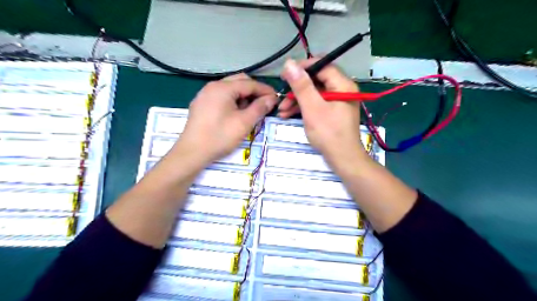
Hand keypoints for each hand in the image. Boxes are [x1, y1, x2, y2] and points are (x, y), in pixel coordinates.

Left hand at [178, 72, 276, 165]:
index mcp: (223, 88)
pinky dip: (233, 100)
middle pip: (239, 81)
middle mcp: (212, 86)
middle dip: (254, 91)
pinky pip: (221, 96)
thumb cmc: (220, 137)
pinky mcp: (201, 104)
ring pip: (230, 89)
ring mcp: (205, 95)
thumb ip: (259, 108)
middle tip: (264, 104)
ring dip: (243, 96)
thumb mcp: (244, 123)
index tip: (277, 98)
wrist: (192, 152)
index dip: (265, 90)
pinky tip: (236, 113)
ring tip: (251, 111)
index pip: (249, 83)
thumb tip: (272, 98)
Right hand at [279, 58, 367, 162]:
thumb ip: (301, 86)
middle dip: (297, 89)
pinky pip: (316, 104)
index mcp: (343, 85)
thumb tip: (289, 63)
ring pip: (314, 94)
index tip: (285, 74)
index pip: (322, 66)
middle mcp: (342, 90)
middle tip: (281, 95)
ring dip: (297, 100)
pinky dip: (303, 108)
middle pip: (316, 80)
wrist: (343, 159)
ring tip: (281, 110)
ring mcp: (337, 102)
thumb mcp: (312, 108)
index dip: (302, 68)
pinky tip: (288, 115)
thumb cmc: (329, 134)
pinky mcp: (332, 112)